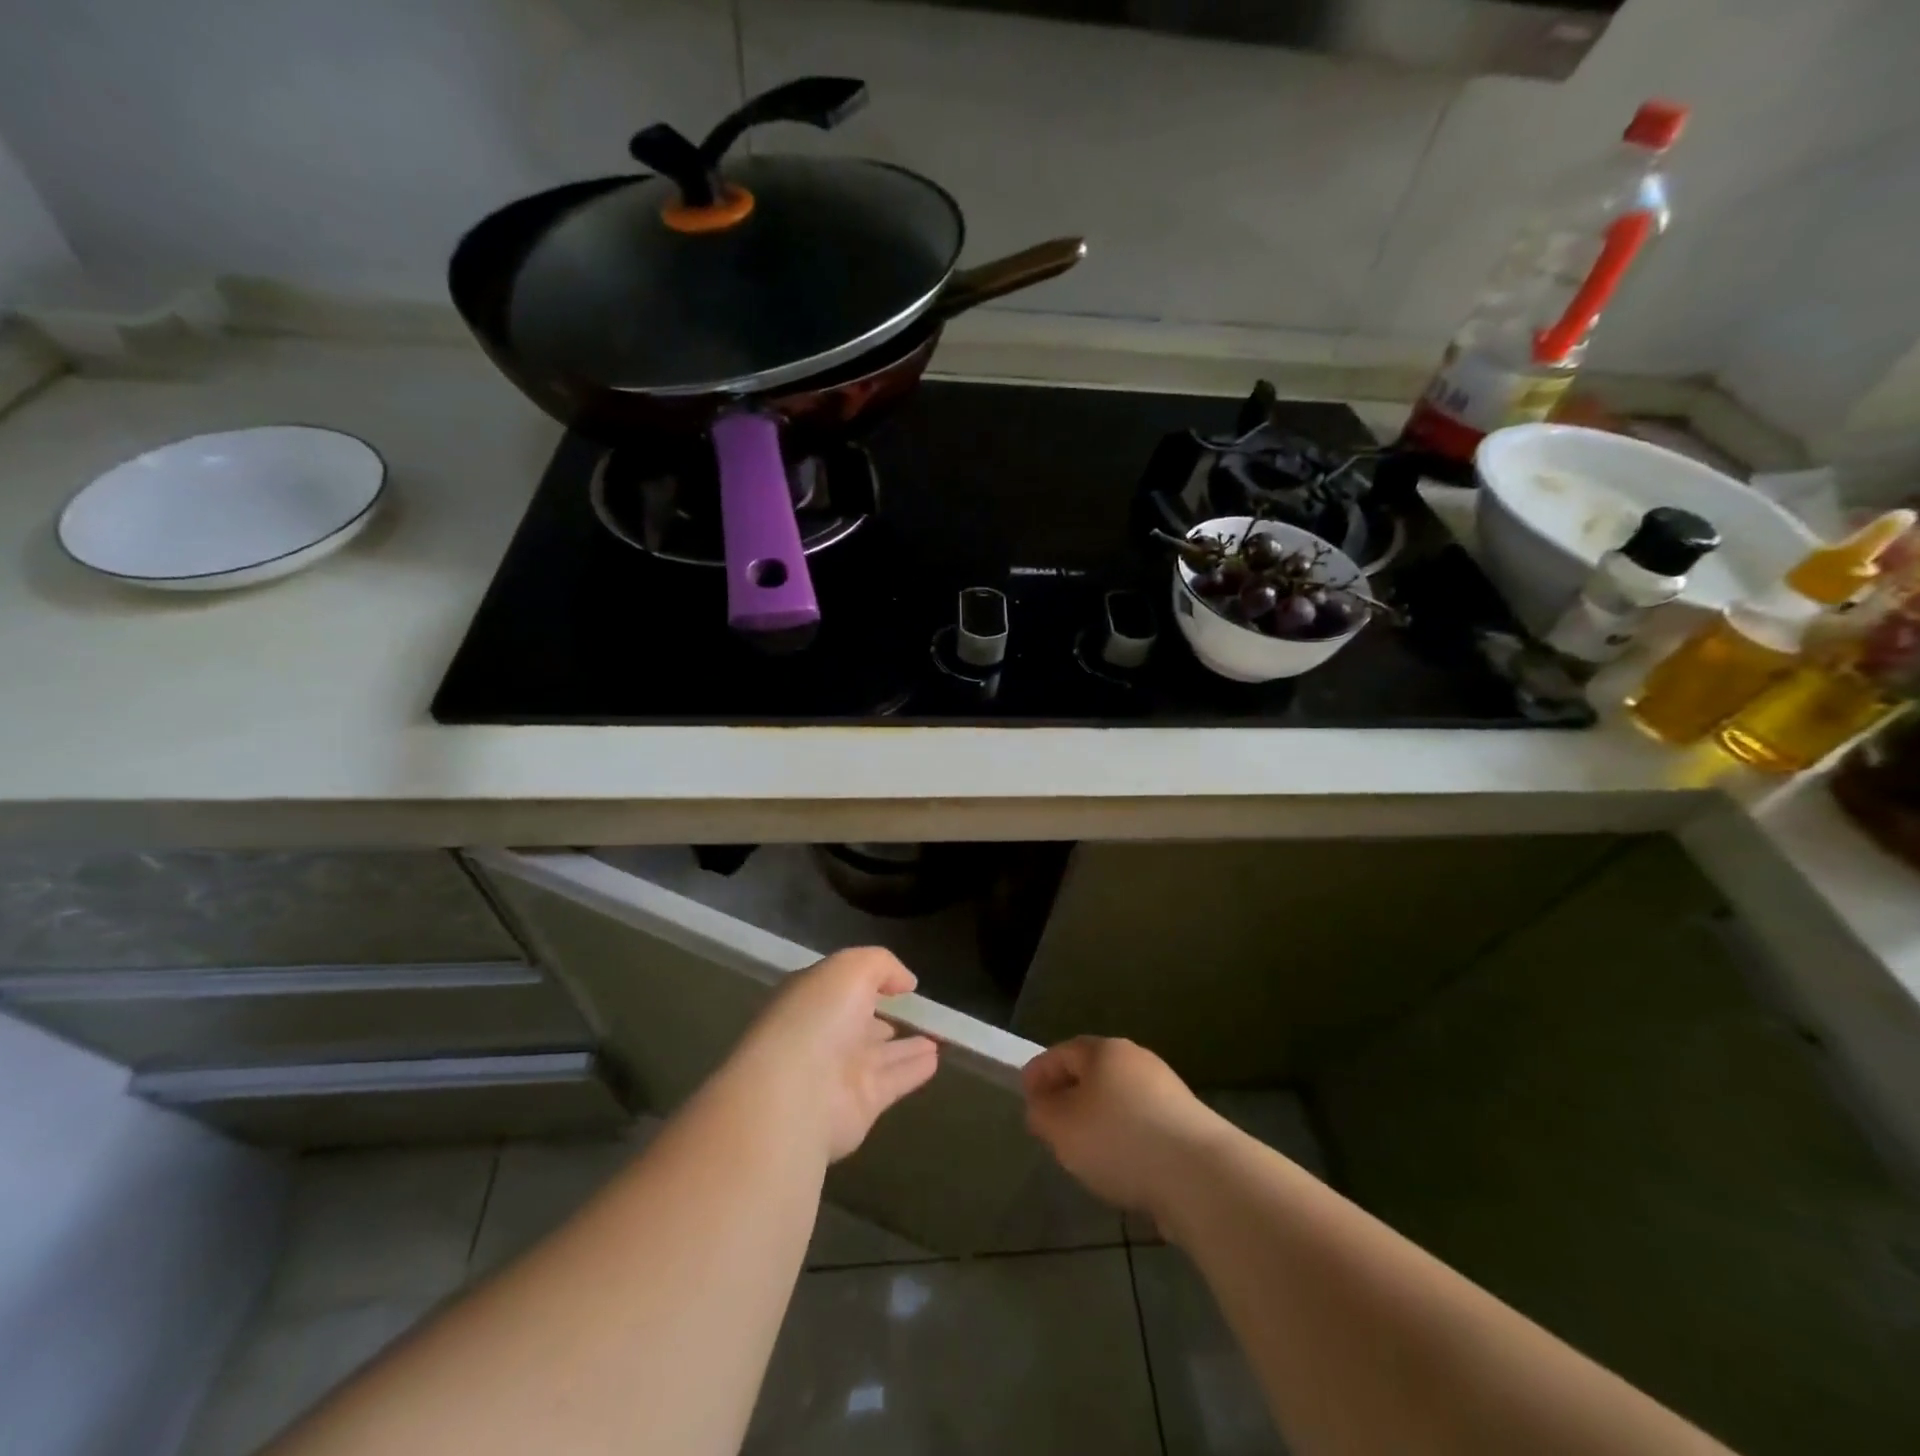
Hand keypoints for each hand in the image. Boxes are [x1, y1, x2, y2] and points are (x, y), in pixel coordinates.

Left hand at [733, 947, 939, 1161]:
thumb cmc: (817, 1018)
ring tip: (936, 1037)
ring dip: (907, 1046)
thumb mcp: (850, 968)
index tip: (897, 981)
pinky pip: (895, 1080)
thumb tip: (905, 982)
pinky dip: (915, 1070)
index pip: (841, 987)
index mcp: (812, 999)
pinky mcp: (862, 1104)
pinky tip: (935, 1060)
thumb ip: (882, 965)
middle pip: (859, 1023)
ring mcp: (841, 1072)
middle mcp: (824, 1034)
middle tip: (916, 1012)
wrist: (795, 1094)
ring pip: (881, 1054)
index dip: (867, 981)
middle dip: (883, 1016)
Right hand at [1023, 1036, 1222, 1218]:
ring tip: (1084, 1153)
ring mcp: (1167, 1091)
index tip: (1024, 1097)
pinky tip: (1120, 1167)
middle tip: (1051, 1124)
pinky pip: (1142, 1125)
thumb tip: (1042, 1106)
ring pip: (1118, 1100)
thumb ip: (1041, 1112)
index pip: (1062, 1052)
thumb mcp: (1061, 1126)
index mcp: (1104, 1051)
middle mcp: (1137, 1060)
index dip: (1039, 1073)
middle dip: (1069, 1096)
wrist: (1199, 1175)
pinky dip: (1125, 1139)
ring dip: (1098, 1120)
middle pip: (1092, 1073)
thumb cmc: (1118, 1139)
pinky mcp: (1187, 1125)